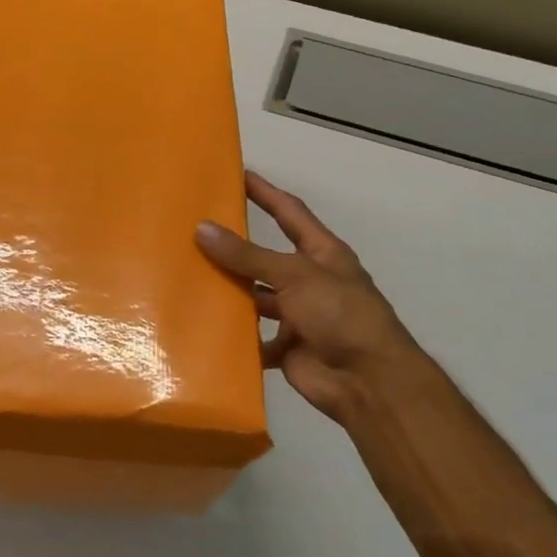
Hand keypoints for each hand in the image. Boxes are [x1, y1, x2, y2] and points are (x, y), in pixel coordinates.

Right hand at [196, 171, 419, 423]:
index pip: (290, 213)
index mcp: (322, 254)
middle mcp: (309, 281)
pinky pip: (252, 338)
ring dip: (230, 292)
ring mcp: (298, 316)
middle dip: (236, 248)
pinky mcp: (286, 348)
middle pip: (266, 259)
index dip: (266, 193)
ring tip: (188, 278)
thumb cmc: (340, 315)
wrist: (368, 381)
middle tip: (195, 231)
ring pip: (255, 298)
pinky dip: (233, 335)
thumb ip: (248, 255)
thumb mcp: (294, 275)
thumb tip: (202, 229)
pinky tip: (202, 325)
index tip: (238, 175)